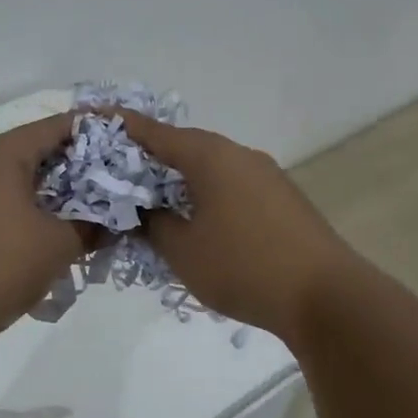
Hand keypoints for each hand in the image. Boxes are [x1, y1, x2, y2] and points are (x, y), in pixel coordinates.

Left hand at [0, 114, 95, 346]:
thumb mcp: (58, 247)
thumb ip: (92, 227)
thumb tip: (111, 222)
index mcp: (0, 154)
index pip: (55, 127)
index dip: (92, 133)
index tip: (122, 145)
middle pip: (30, 149)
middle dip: (70, 167)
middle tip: (105, 185)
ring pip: (8, 177)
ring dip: (43, 191)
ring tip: (75, 212)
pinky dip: (17, 207)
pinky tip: (36, 233)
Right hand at [117, 114, 357, 340]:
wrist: (325, 295)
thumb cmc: (242, 266)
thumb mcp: (182, 250)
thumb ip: (153, 224)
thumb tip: (144, 210)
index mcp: (210, 156)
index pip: (154, 133)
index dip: (121, 128)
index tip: (93, 122)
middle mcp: (239, 155)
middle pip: (185, 147)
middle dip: (150, 160)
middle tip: (119, 177)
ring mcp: (267, 176)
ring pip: (211, 169)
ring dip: (181, 182)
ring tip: (155, 204)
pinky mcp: (282, 199)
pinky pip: (232, 187)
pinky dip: (207, 196)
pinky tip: (198, 222)